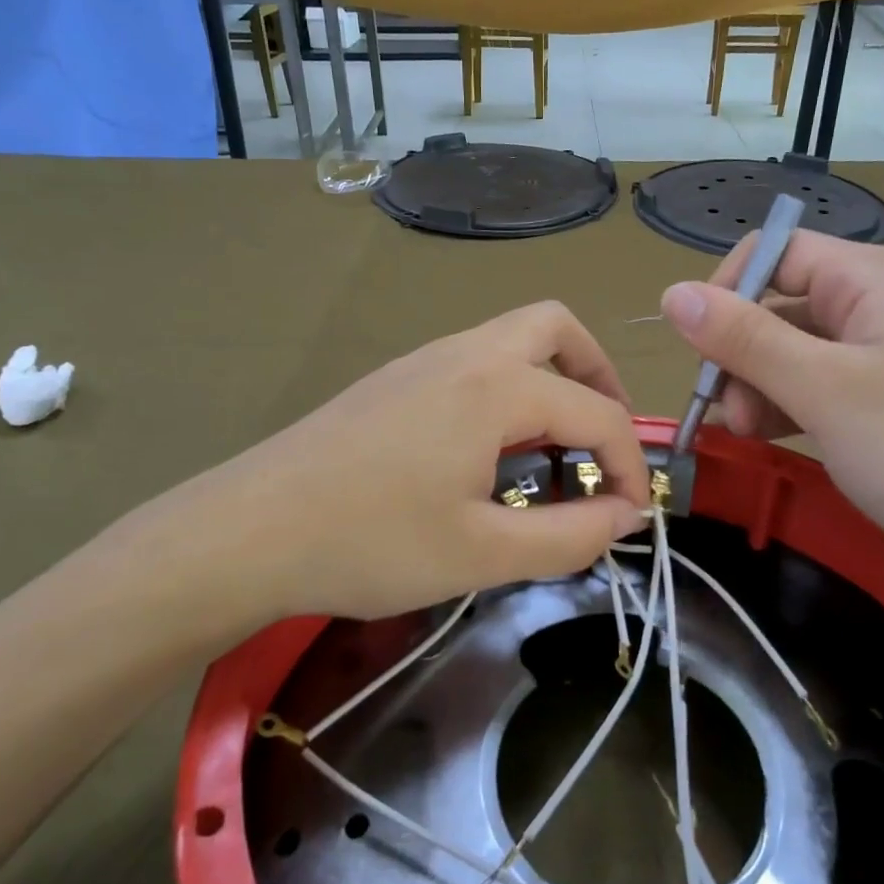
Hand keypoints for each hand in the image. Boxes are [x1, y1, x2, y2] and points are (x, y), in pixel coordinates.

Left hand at [110, 302, 649, 641]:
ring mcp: (423, 360)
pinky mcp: (394, 379)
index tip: (634, 515)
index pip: (596, 414)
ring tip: (553, 451)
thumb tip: (625, 515)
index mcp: (497, 386)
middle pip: (557, 329)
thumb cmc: (371, 542)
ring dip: (552, 381)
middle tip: (603, 443)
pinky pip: (475, 361)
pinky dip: (510, 390)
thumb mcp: (483, 554)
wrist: (249, 530)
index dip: (631, 464)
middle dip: (598, 379)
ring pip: (513, 338)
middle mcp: (466, 353)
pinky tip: (489, 452)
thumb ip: (570, 536)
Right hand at [660, 234, 883, 598]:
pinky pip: (819, 384)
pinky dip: (788, 406)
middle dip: (740, 354)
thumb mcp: (822, 390)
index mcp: (868, 279)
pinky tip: (771, 438)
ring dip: (758, 386)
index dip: (727, 292)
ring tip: (746, 434)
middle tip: (728, 415)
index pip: (773, 253)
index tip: (701, 352)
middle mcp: (876, 302)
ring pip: (793, 349)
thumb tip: (672, 292)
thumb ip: (744, 339)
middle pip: (778, 304)